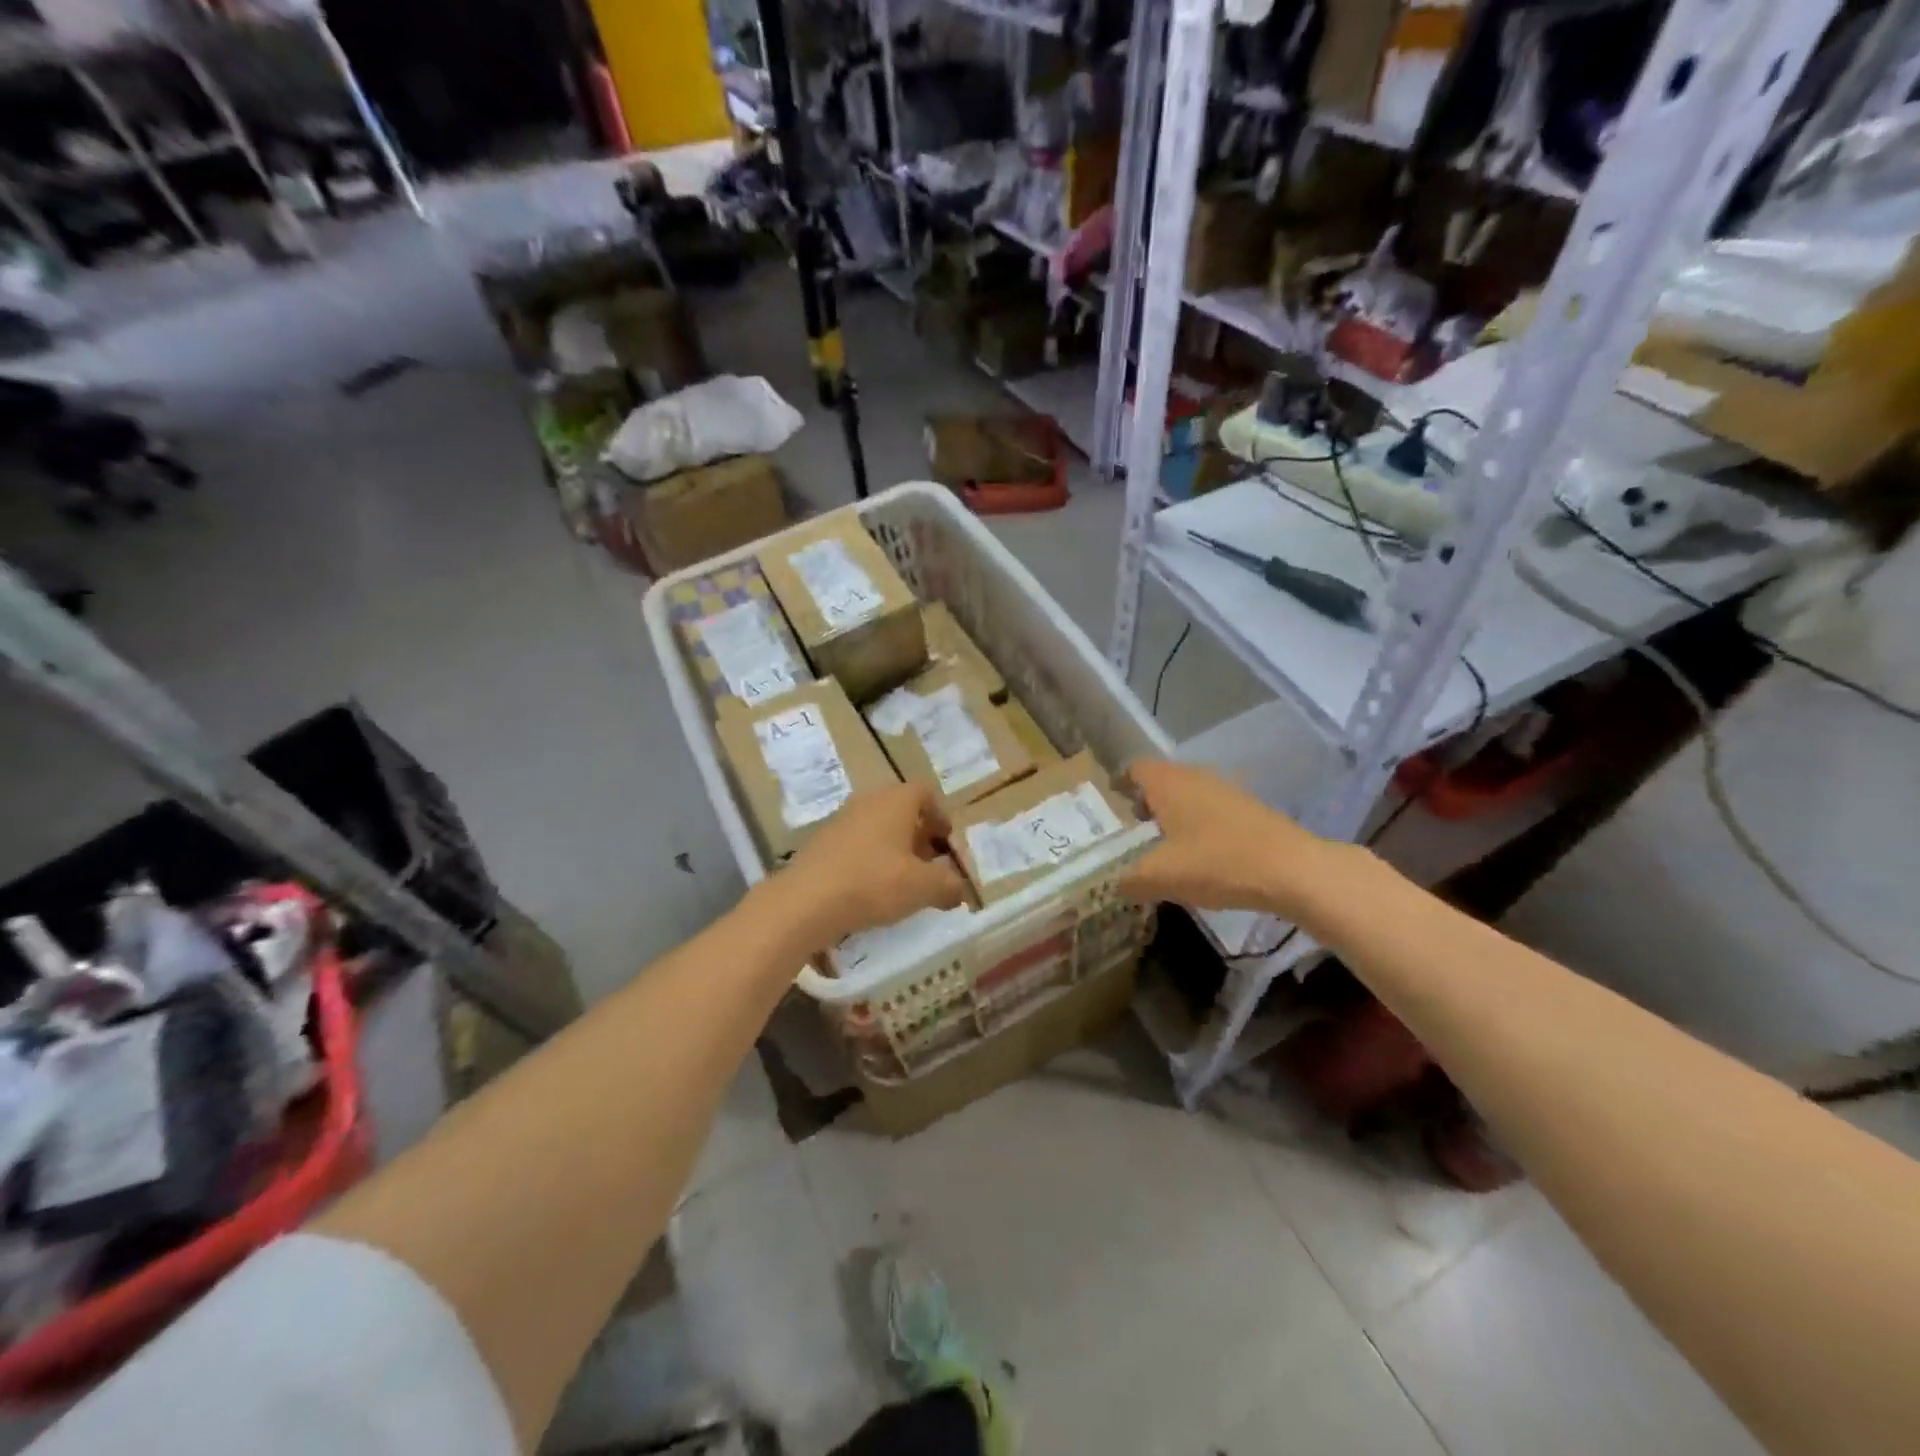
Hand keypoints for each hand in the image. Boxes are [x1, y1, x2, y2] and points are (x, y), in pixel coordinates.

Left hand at [779, 783, 967, 948]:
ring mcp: (841, 820)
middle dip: (920, 836)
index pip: (925, 792)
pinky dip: (870, 860)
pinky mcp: (822, 843)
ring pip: (878, 827)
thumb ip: (949, 884)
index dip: (940, 816)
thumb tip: (959, 888)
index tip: (947, 845)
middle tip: (930, 867)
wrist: (806, 901)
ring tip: (903, 882)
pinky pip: (857, 844)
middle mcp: (868, 801)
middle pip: (902, 810)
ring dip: (894, 849)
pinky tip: (872, 891)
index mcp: (896, 800)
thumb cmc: (873, 882)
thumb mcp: (923, 887)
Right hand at [1120, 759, 1332, 919]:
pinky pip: (1210, 809)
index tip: (1110, 807)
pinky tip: (1199, 855)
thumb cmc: (1217, 863)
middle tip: (1133, 833)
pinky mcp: (1248, 809)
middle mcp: (1195, 777)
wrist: (1292, 870)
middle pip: (1160, 780)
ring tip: (1164, 848)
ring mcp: (1226, 790)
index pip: (1134, 768)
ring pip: (1187, 794)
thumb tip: (1112, 883)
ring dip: (1173, 815)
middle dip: (1144, 803)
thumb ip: (1128, 879)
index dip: (1119, 784)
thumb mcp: (1161, 877)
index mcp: (1168, 783)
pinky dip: (1198, 825)